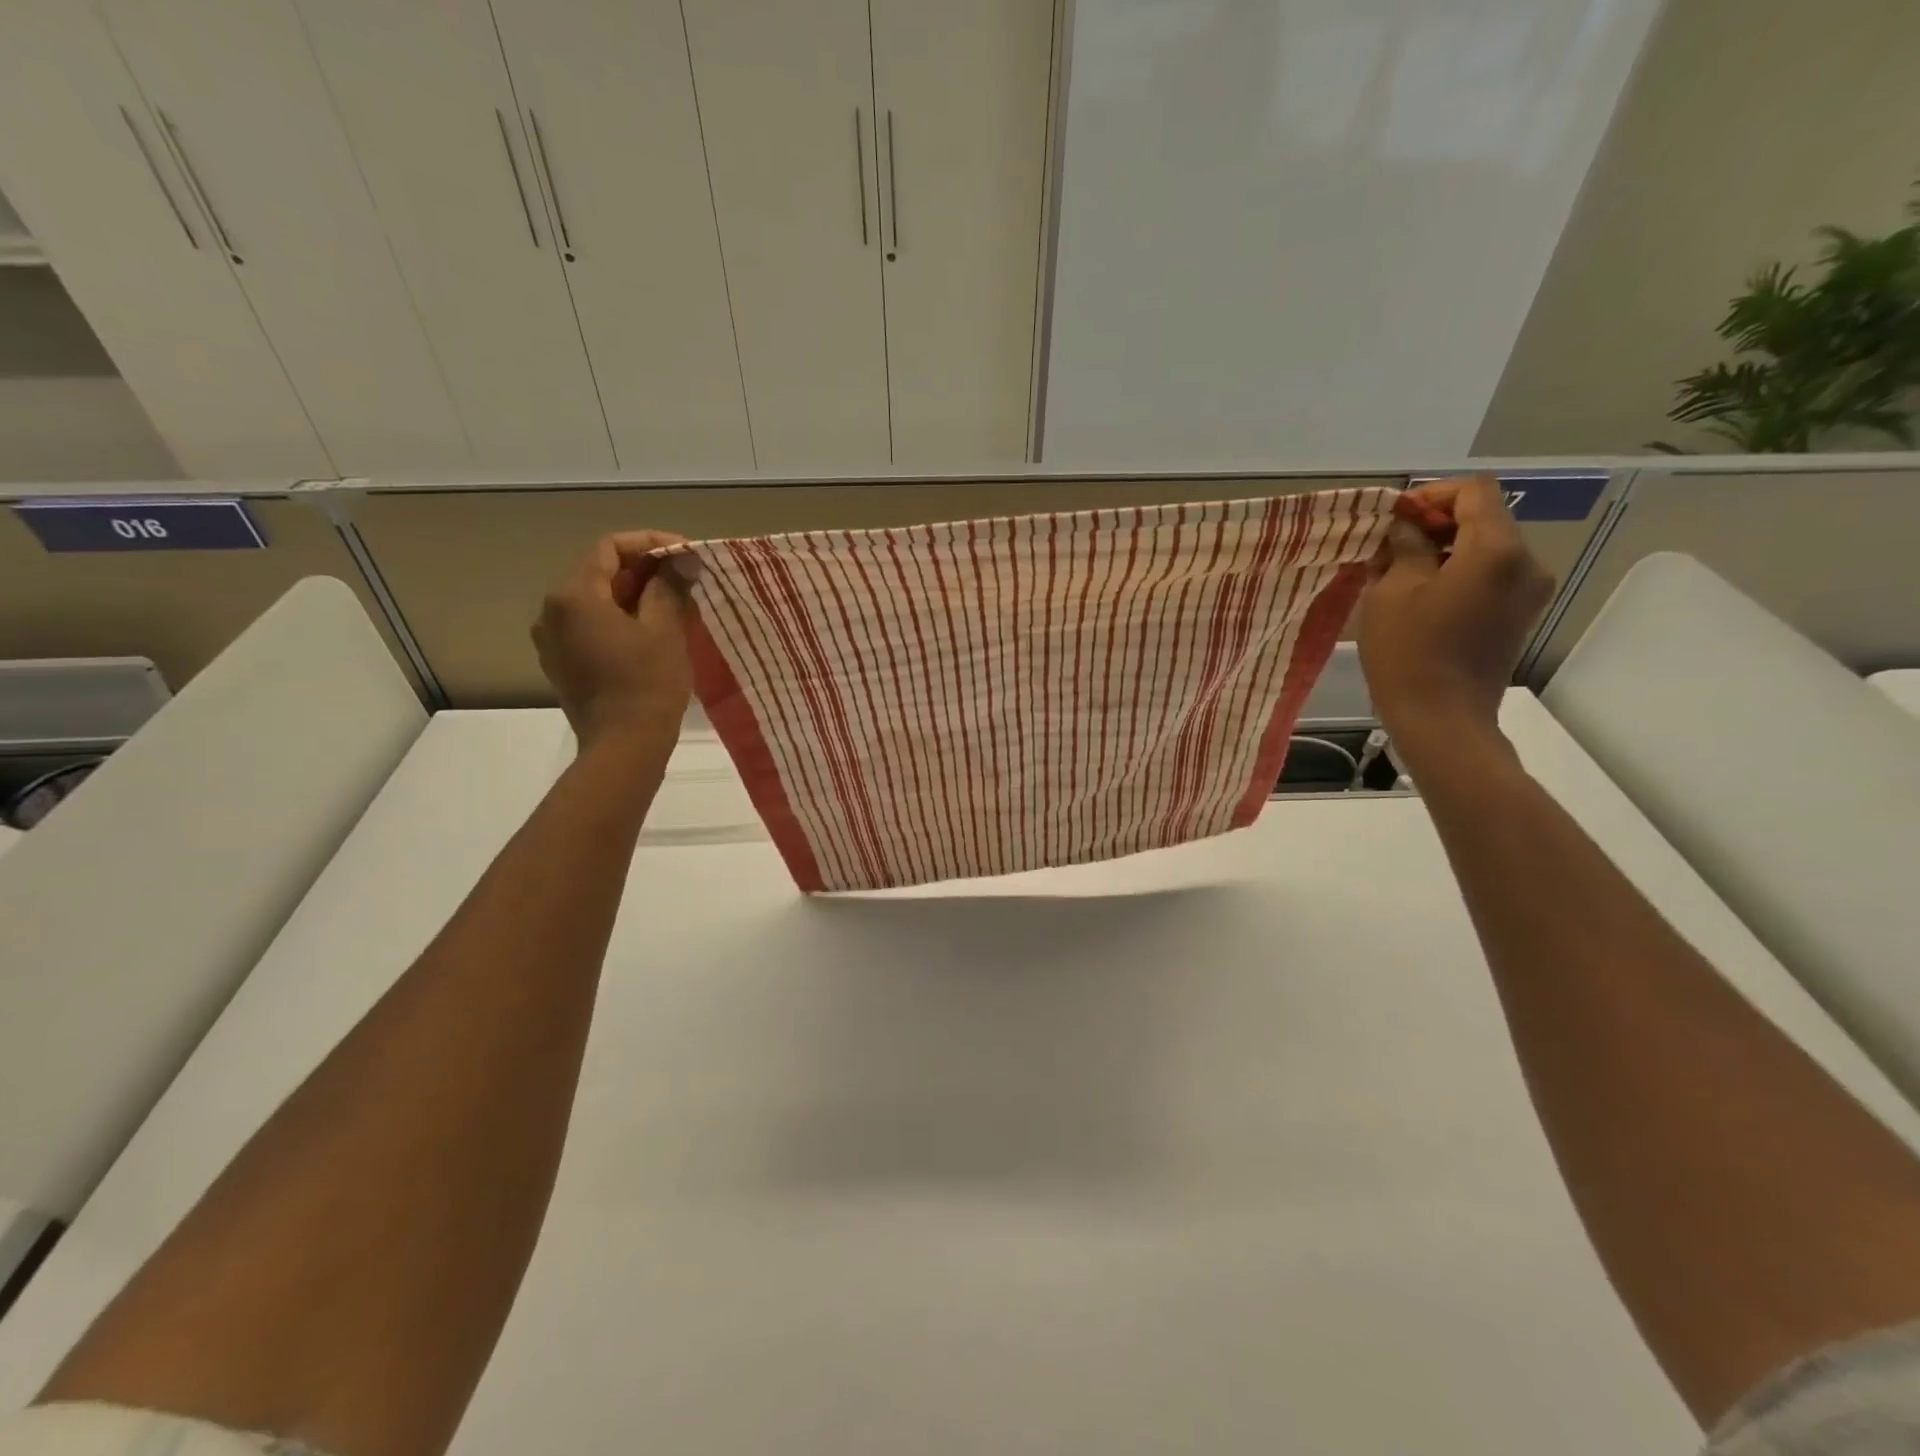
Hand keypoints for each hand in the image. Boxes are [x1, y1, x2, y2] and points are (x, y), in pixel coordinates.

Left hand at [532, 530, 692, 752]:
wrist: (624, 747)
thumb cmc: (647, 684)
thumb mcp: (665, 629)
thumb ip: (668, 586)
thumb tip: (680, 560)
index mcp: (574, 595)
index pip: (610, 547)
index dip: (651, 543)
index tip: (686, 553)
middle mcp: (553, 611)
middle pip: (600, 572)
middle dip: (644, 570)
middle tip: (686, 578)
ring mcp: (553, 639)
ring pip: (596, 601)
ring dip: (634, 595)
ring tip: (675, 604)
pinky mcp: (562, 663)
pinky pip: (591, 626)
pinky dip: (621, 619)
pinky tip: (652, 631)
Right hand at [1357, 474, 1553, 759]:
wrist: (1442, 719)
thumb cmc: (1409, 652)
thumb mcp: (1392, 591)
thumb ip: (1405, 545)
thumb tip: (1407, 524)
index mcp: (1497, 549)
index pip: (1473, 491)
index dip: (1432, 495)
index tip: (1395, 518)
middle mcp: (1527, 562)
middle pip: (1485, 518)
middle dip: (1436, 524)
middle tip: (1390, 547)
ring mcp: (1529, 591)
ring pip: (1487, 548)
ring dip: (1444, 550)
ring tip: (1400, 574)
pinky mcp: (1521, 615)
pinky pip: (1491, 576)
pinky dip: (1459, 573)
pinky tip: (1423, 596)